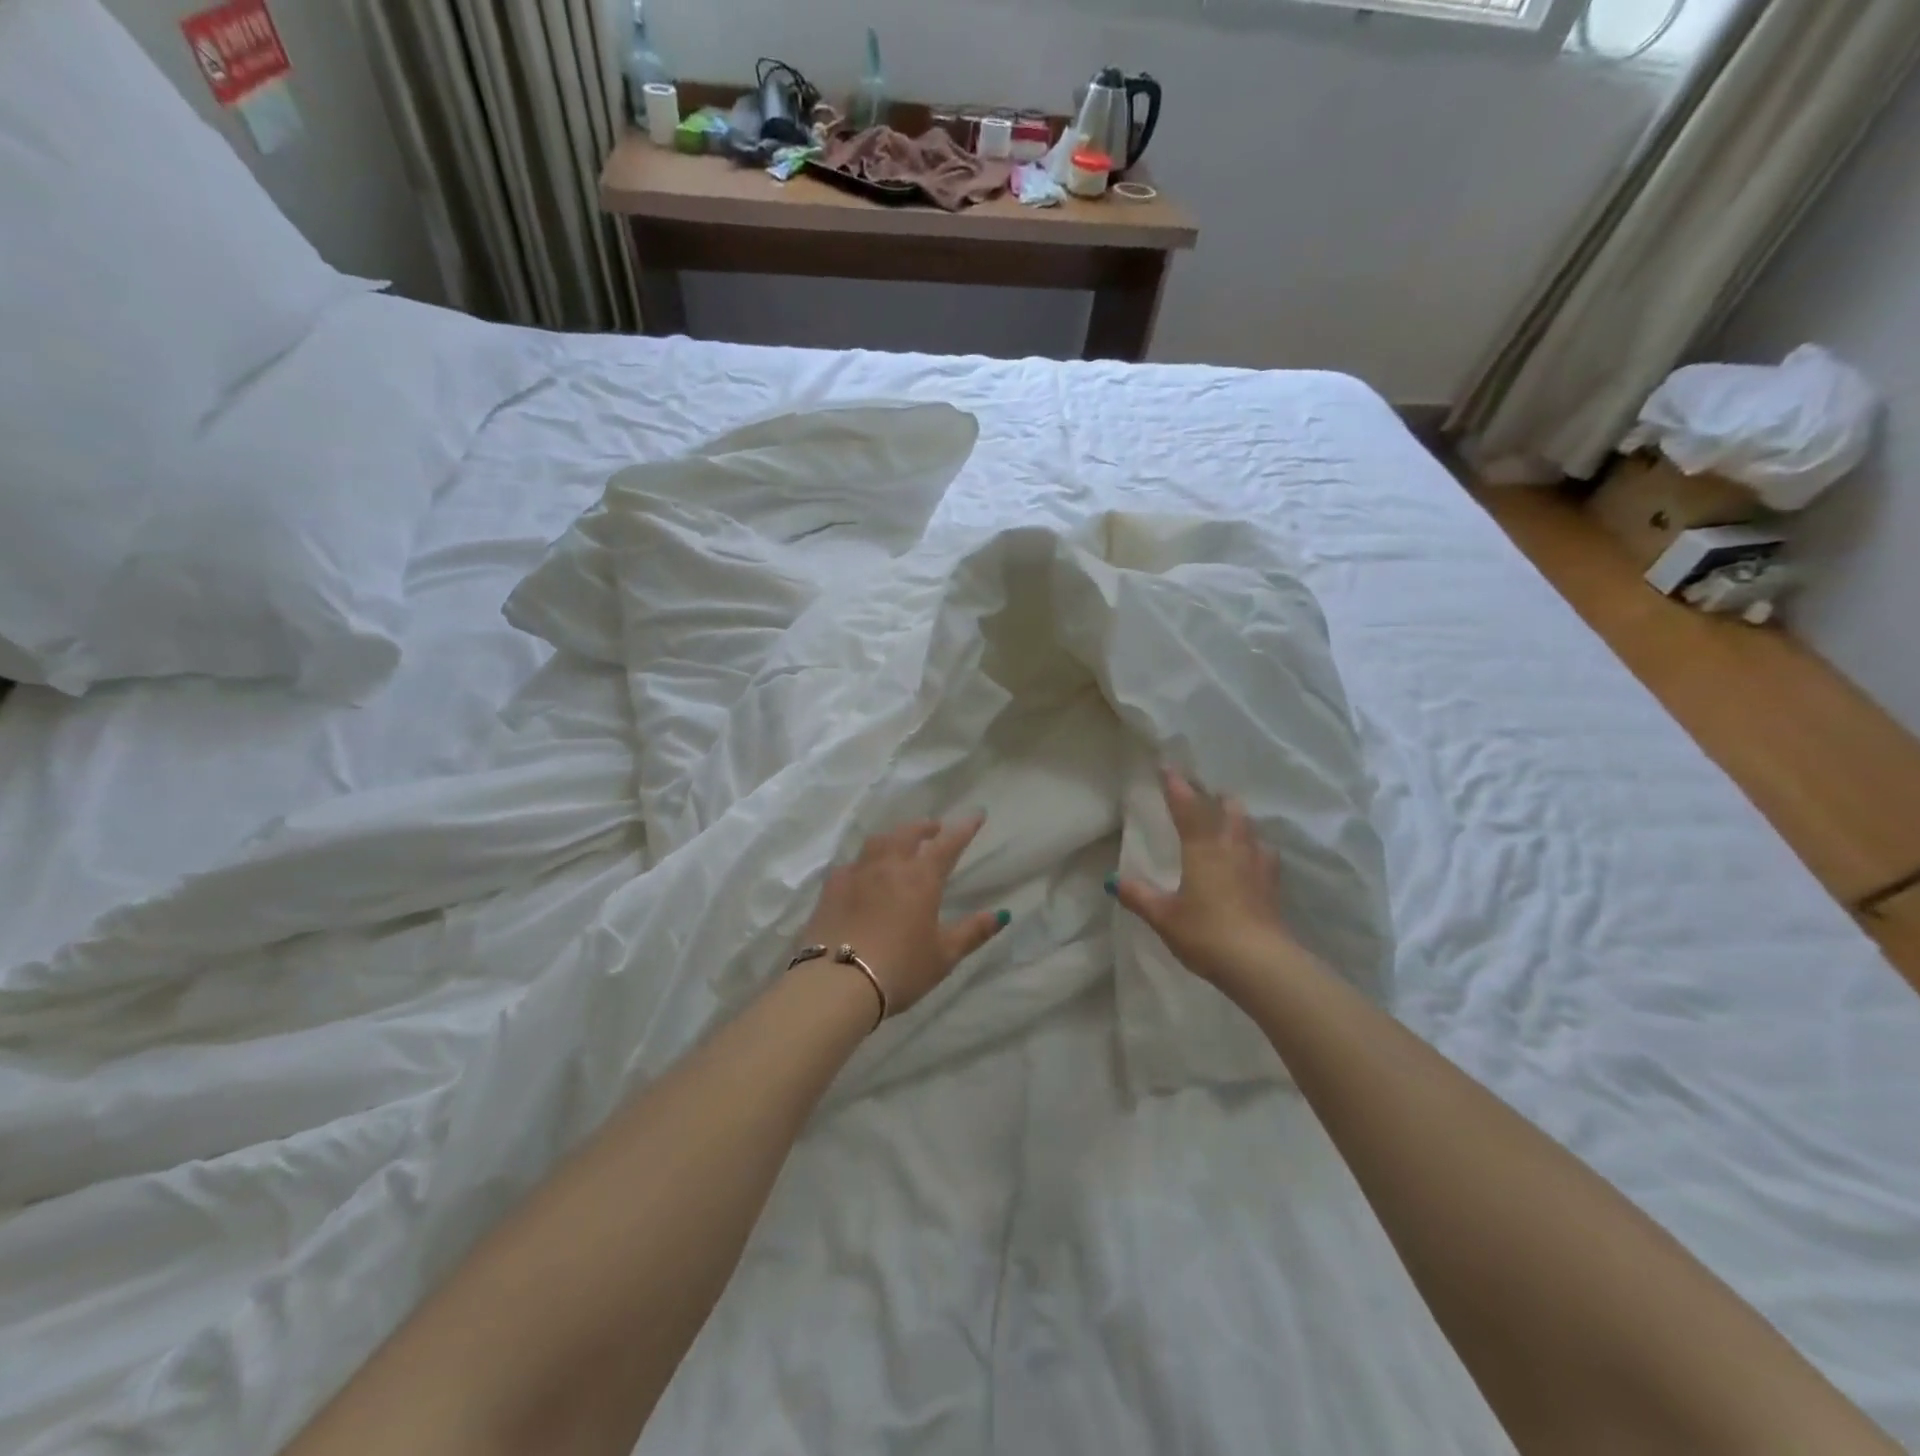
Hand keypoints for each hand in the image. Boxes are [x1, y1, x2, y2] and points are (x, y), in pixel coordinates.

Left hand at [795, 815, 1008, 1018]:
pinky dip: (864, 861)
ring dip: (894, 836)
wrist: (837, 983)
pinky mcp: (831, 888)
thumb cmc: (900, 969)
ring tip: (900, 842)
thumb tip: (1001, 914)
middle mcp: (889, 866)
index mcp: (921, 878)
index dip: (964, 828)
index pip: (948, 844)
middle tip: (934, 828)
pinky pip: (852, 864)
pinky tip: (863, 872)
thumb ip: (973, 932)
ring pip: (878, 842)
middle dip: (925, 826)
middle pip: (908, 833)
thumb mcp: (944, 956)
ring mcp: (857, 874)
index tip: (976, 814)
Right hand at [1110, 769, 1302, 987]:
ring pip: (1249, 827)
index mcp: (1202, 848)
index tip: (1167, 767)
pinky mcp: (1272, 885)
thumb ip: (1139, 896)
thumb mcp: (1163, 916)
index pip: (1187, 807)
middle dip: (1214, 797)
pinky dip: (1255, 845)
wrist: (1260, 963)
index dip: (1176, 786)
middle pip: (1227, 809)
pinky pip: (1264, 852)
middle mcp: (1232, 847)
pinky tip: (1253, 855)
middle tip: (1202, 793)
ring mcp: (1257, 864)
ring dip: (1237, 817)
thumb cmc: (1205, 933)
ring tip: (1228, 818)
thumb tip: (1113, 880)